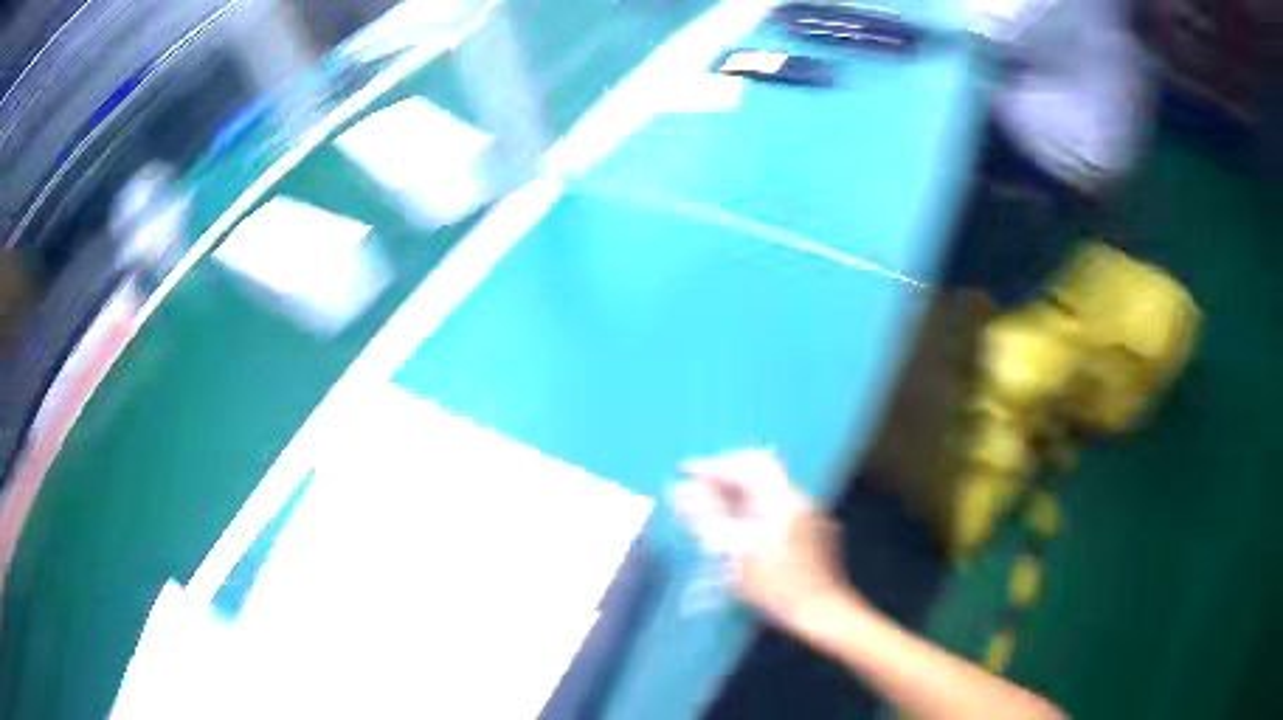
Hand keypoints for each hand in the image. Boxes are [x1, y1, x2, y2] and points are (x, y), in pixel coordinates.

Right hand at [674, 450, 862, 640]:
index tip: (686, 472)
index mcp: (782, 498)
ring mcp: (807, 512)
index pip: (745, 464)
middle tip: (695, 488)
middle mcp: (798, 497)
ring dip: (735, 491)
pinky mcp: (809, 527)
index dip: (712, 465)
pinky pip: (774, 503)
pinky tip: (735, 525)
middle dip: (723, 476)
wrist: (819, 611)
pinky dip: (750, 506)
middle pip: (757, 470)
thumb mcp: (734, 554)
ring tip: (708, 506)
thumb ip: (706, 518)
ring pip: (765, 487)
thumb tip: (680, 491)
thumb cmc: (775, 587)